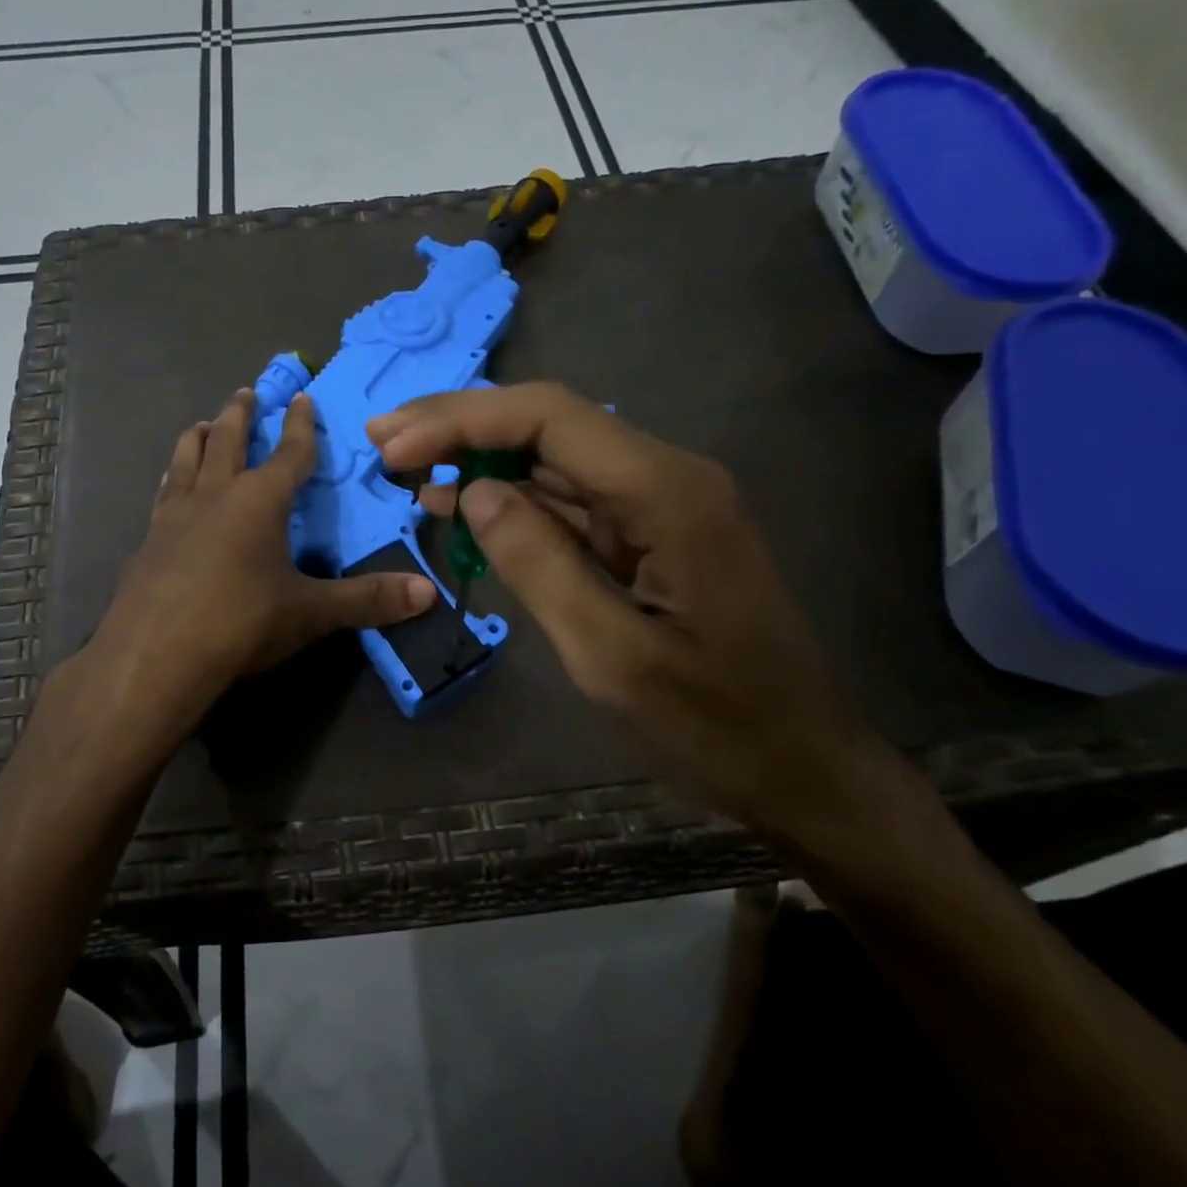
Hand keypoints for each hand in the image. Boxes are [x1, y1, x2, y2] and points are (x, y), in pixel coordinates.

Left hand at [91, 389, 435, 725]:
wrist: (154, 656)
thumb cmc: (240, 623)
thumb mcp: (310, 612)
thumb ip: (367, 600)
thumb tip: (428, 594)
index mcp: (259, 501)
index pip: (289, 454)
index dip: (301, 426)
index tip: (302, 397)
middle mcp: (214, 495)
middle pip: (229, 441)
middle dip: (241, 414)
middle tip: (246, 392)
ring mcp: (173, 516)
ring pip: (186, 460)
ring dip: (199, 438)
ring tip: (204, 425)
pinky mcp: (146, 543)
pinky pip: (162, 497)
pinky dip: (171, 482)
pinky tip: (168, 491)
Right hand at [368, 382, 875, 836]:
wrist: (801, 768)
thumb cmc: (713, 725)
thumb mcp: (609, 655)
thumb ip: (537, 564)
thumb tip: (473, 493)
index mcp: (665, 492)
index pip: (549, 418)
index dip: (462, 422)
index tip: (393, 448)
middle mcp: (665, 477)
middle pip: (548, 423)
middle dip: (461, 425)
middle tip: (384, 440)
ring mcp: (659, 504)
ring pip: (553, 457)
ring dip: (480, 457)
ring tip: (407, 471)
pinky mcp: (649, 534)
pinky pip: (570, 501)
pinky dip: (511, 499)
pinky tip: (462, 506)